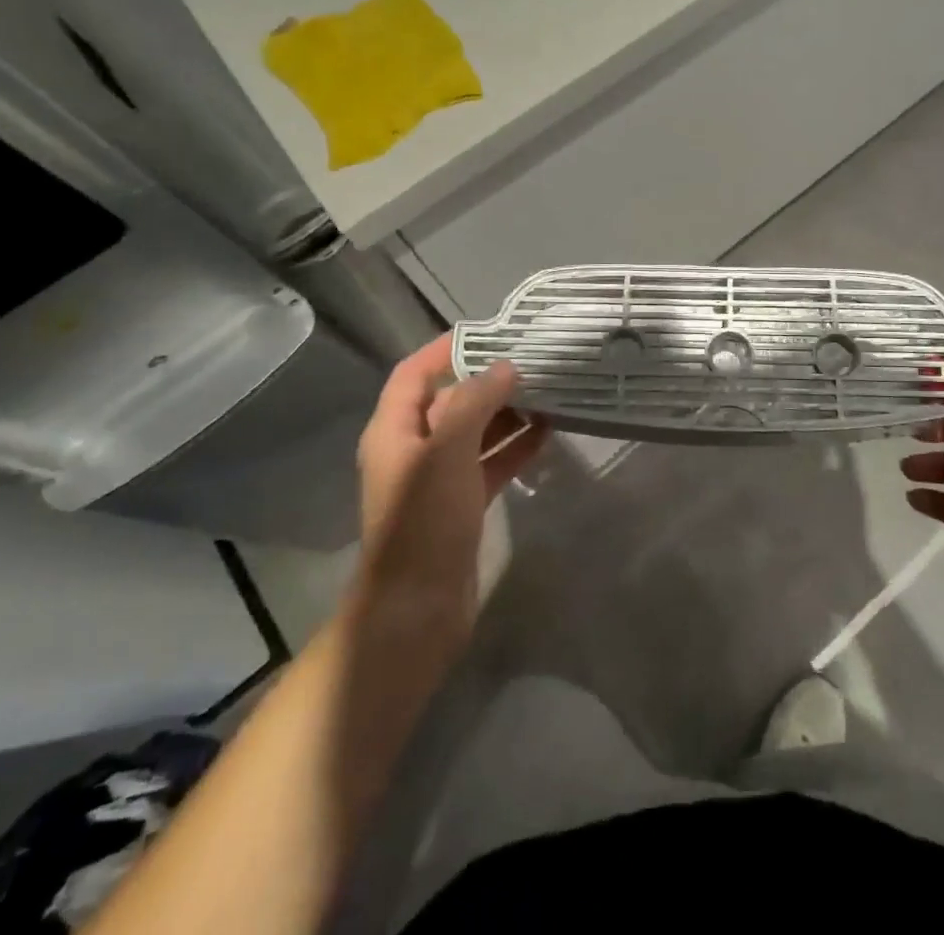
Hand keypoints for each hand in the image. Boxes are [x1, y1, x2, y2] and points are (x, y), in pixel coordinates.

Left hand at [354, 335, 547, 645]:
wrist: (415, 611)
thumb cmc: (424, 522)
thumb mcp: (448, 451)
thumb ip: (475, 402)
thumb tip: (505, 367)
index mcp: (394, 430)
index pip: (414, 373)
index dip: (446, 349)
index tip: (491, 332)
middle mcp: (413, 448)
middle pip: (450, 400)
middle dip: (488, 380)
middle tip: (534, 361)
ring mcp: (437, 479)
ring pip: (475, 432)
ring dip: (507, 413)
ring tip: (549, 393)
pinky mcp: (461, 505)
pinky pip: (490, 463)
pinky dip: (514, 447)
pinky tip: (548, 434)